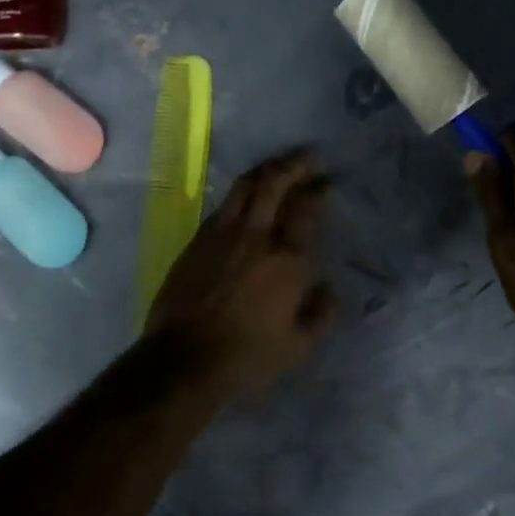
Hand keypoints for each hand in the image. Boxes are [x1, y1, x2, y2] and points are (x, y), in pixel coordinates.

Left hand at [146, 148, 340, 397]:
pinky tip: (246, 199)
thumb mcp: (298, 347)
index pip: (306, 210)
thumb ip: (321, 314)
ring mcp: (222, 233)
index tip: (326, 184)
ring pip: (245, 186)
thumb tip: (330, 289)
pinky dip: (240, 194)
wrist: (184, 358)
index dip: (318, 192)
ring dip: (265, 170)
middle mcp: (256, 236)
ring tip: (278, 166)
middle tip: (308, 157)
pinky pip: (224, 205)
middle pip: (274, 184)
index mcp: (287, 260)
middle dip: (293, 165)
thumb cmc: (247, 357)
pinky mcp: (197, 240)